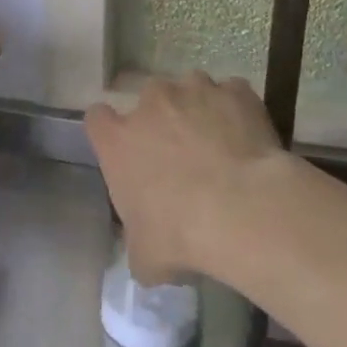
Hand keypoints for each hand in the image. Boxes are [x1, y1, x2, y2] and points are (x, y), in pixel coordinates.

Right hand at [85, 72, 283, 283]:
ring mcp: (195, 90)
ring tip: (218, 143)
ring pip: (191, 90)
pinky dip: (236, 111)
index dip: (111, 133)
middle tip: (181, 154)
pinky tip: (249, 139)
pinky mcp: (236, 92)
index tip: (126, 151)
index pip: (97, 119)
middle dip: (161, 120)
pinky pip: (232, 95)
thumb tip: (149, 246)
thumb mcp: (144, 256)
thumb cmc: (181, 235)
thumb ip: (137, 240)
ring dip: (198, 110)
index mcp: (117, 139)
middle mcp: (151, 103)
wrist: (244, 209)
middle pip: (148, 100)